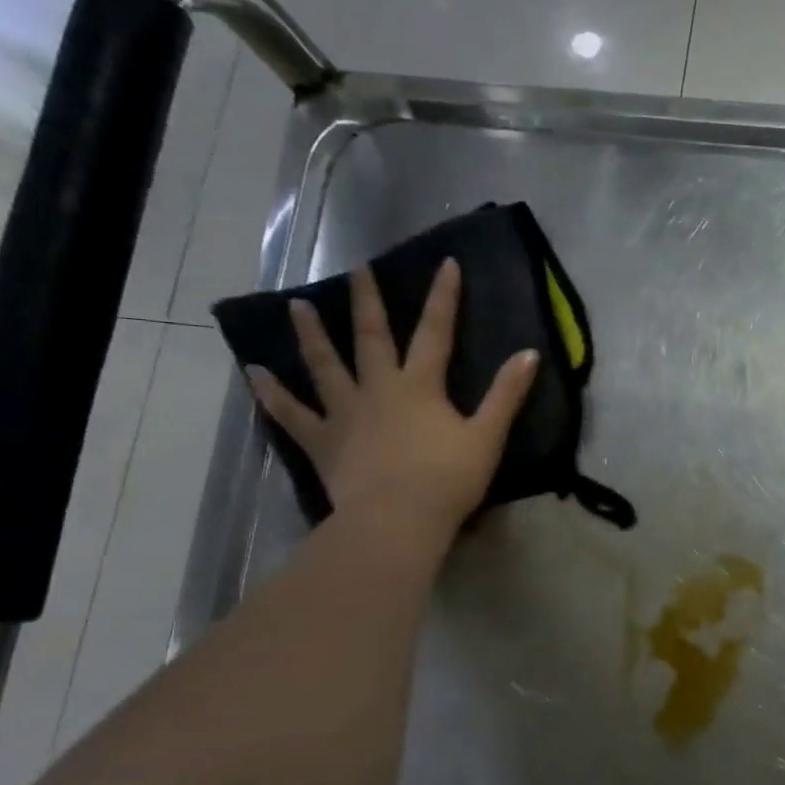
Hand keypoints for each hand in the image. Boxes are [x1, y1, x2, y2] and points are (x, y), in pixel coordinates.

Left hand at [246, 260, 538, 534]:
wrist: (398, 520)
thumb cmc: (448, 478)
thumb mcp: (488, 436)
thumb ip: (507, 394)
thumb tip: (530, 353)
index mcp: (421, 386)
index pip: (436, 332)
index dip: (443, 298)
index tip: (445, 264)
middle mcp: (379, 389)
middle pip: (372, 338)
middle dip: (367, 301)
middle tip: (357, 269)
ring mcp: (345, 413)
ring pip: (325, 366)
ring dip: (311, 335)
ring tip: (295, 306)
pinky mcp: (323, 441)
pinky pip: (292, 414)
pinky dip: (272, 394)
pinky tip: (254, 374)